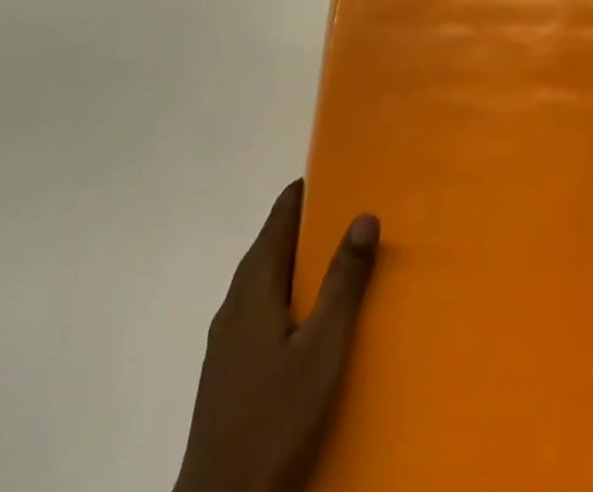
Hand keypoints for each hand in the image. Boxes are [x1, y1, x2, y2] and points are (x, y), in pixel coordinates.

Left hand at [175, 181, 379, 491]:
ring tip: (337, 259)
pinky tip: (309, 318)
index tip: (339, 173)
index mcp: (253, 287)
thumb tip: (365, 214)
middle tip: (350, 212)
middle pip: (270, 246)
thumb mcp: (322, 348)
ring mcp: (226, 339)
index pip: (279, 218)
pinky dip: (288, 293)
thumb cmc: (275, 418)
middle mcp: (234, 303)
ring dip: (297, 261)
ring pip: (264, 280)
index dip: (306, 192)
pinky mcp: (228, 370)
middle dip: (307, 224)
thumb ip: (344, 282)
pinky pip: (261, 309)